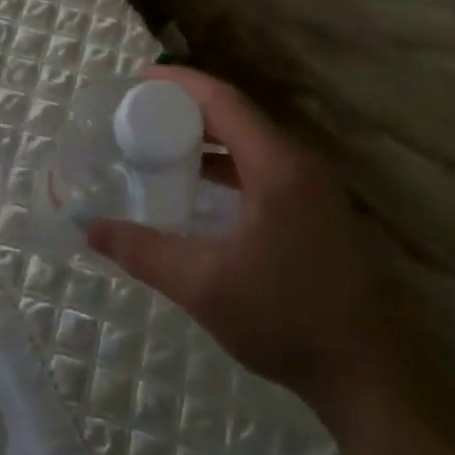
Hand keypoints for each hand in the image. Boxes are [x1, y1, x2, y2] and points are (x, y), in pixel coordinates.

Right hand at [86, 66, 408, 428]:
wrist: (365, 376)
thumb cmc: (284, 318)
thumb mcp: (203, 285)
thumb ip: (143, 251)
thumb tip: (90, 227)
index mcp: (277, 165)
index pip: (224, 101)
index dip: (179, 84)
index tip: (138, 79)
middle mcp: (299, 164)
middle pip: (237, 115)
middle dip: (187, 106)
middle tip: (140, 109)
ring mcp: (312, 188)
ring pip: (251, 141)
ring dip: (207, 135)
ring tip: (161, 139)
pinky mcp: (314, 211)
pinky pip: (262, 166)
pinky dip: (227, 163)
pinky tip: (200, 182)